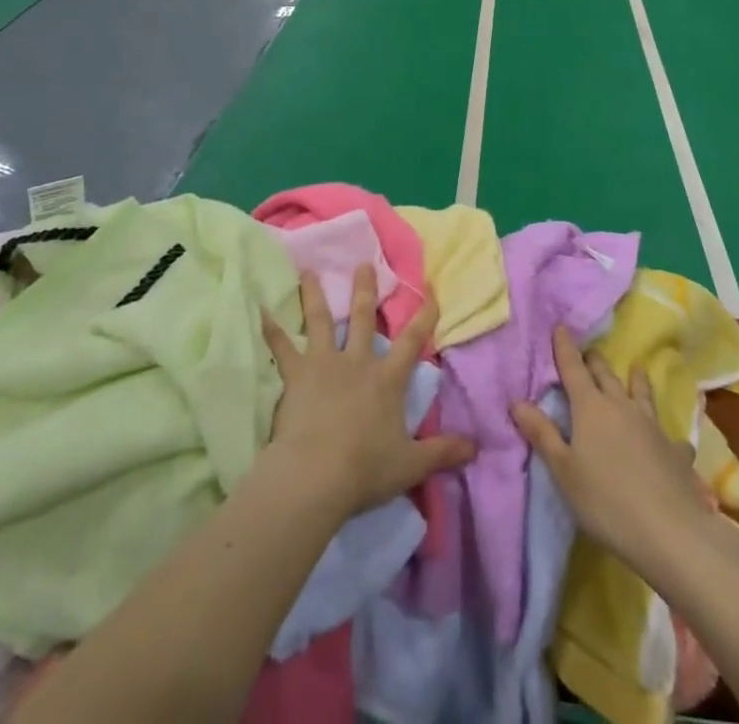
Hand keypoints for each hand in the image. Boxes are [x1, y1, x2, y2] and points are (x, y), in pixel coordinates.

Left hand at [262, 266, 475, 518]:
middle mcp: (356, 362)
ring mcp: (323, 364)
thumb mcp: (411, 464)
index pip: (412, 340)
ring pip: (320, 321)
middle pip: (362, 318)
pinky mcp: (296, 376)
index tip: (430, 288)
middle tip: (364, 262)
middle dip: (365, 289)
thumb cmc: (365, 469)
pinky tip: (261, 310)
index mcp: (386, 380)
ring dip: (315, 295)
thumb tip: (476, 446)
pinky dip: (272, 330)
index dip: (424, 314)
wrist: (315, 476)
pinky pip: (281, 348)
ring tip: (309, 270)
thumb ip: (443, 452)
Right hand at [512, 326, 712, 568]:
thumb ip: (542, 433)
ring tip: (636, 368)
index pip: (573, 369)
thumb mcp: (563, 470)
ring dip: (636, 380)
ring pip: (641, 393)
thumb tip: (517, 400)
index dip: (565, 348)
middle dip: (595, 361)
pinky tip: (672, 441)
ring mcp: (652, 426)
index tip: (560, 327)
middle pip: (605, 375)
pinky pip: (670, 435)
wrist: (669, 531)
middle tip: (589, 352)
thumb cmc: (605, 500)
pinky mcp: (674, 451)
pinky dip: (666, 433)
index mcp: (590, 408)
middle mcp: (621, 406)